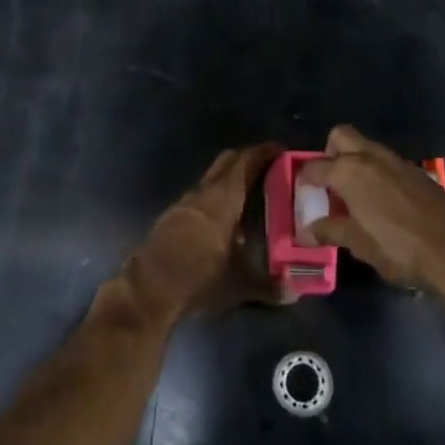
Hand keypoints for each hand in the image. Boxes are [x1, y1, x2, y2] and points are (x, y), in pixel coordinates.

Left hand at [126, 144, 282, 321]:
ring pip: (212, 179)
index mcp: (223, 198)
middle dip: (248, 160)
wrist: (148, 291)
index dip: (264, 152)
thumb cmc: (198, 277)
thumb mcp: (239, 285)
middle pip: (227, 162)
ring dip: (230, 180)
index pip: (246, 161)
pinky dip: (216, 197)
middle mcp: (203, 192)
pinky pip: (200, 197)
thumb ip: (269, 286)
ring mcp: (184, 203)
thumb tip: (296, 293)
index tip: (282, 150)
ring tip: (252, 196)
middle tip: (270, 169)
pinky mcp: (172, 218)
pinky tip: (225, 221)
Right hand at [298, 125, 444, 288]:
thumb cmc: (398, 247)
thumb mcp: (358, 244)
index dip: (304, 179)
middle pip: (340, 137)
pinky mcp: (415, 171)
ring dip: (355, 162)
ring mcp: (396, 160)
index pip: (315, 166)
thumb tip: (308, 230)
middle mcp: (370, 156)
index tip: (301, 192)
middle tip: (328, 182)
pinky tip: (380, 200)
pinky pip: (386, 162)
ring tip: (353, 195)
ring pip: (366, 147)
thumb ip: (331, 231)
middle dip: (329, 153)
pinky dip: (376, 172)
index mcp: (349, 171)